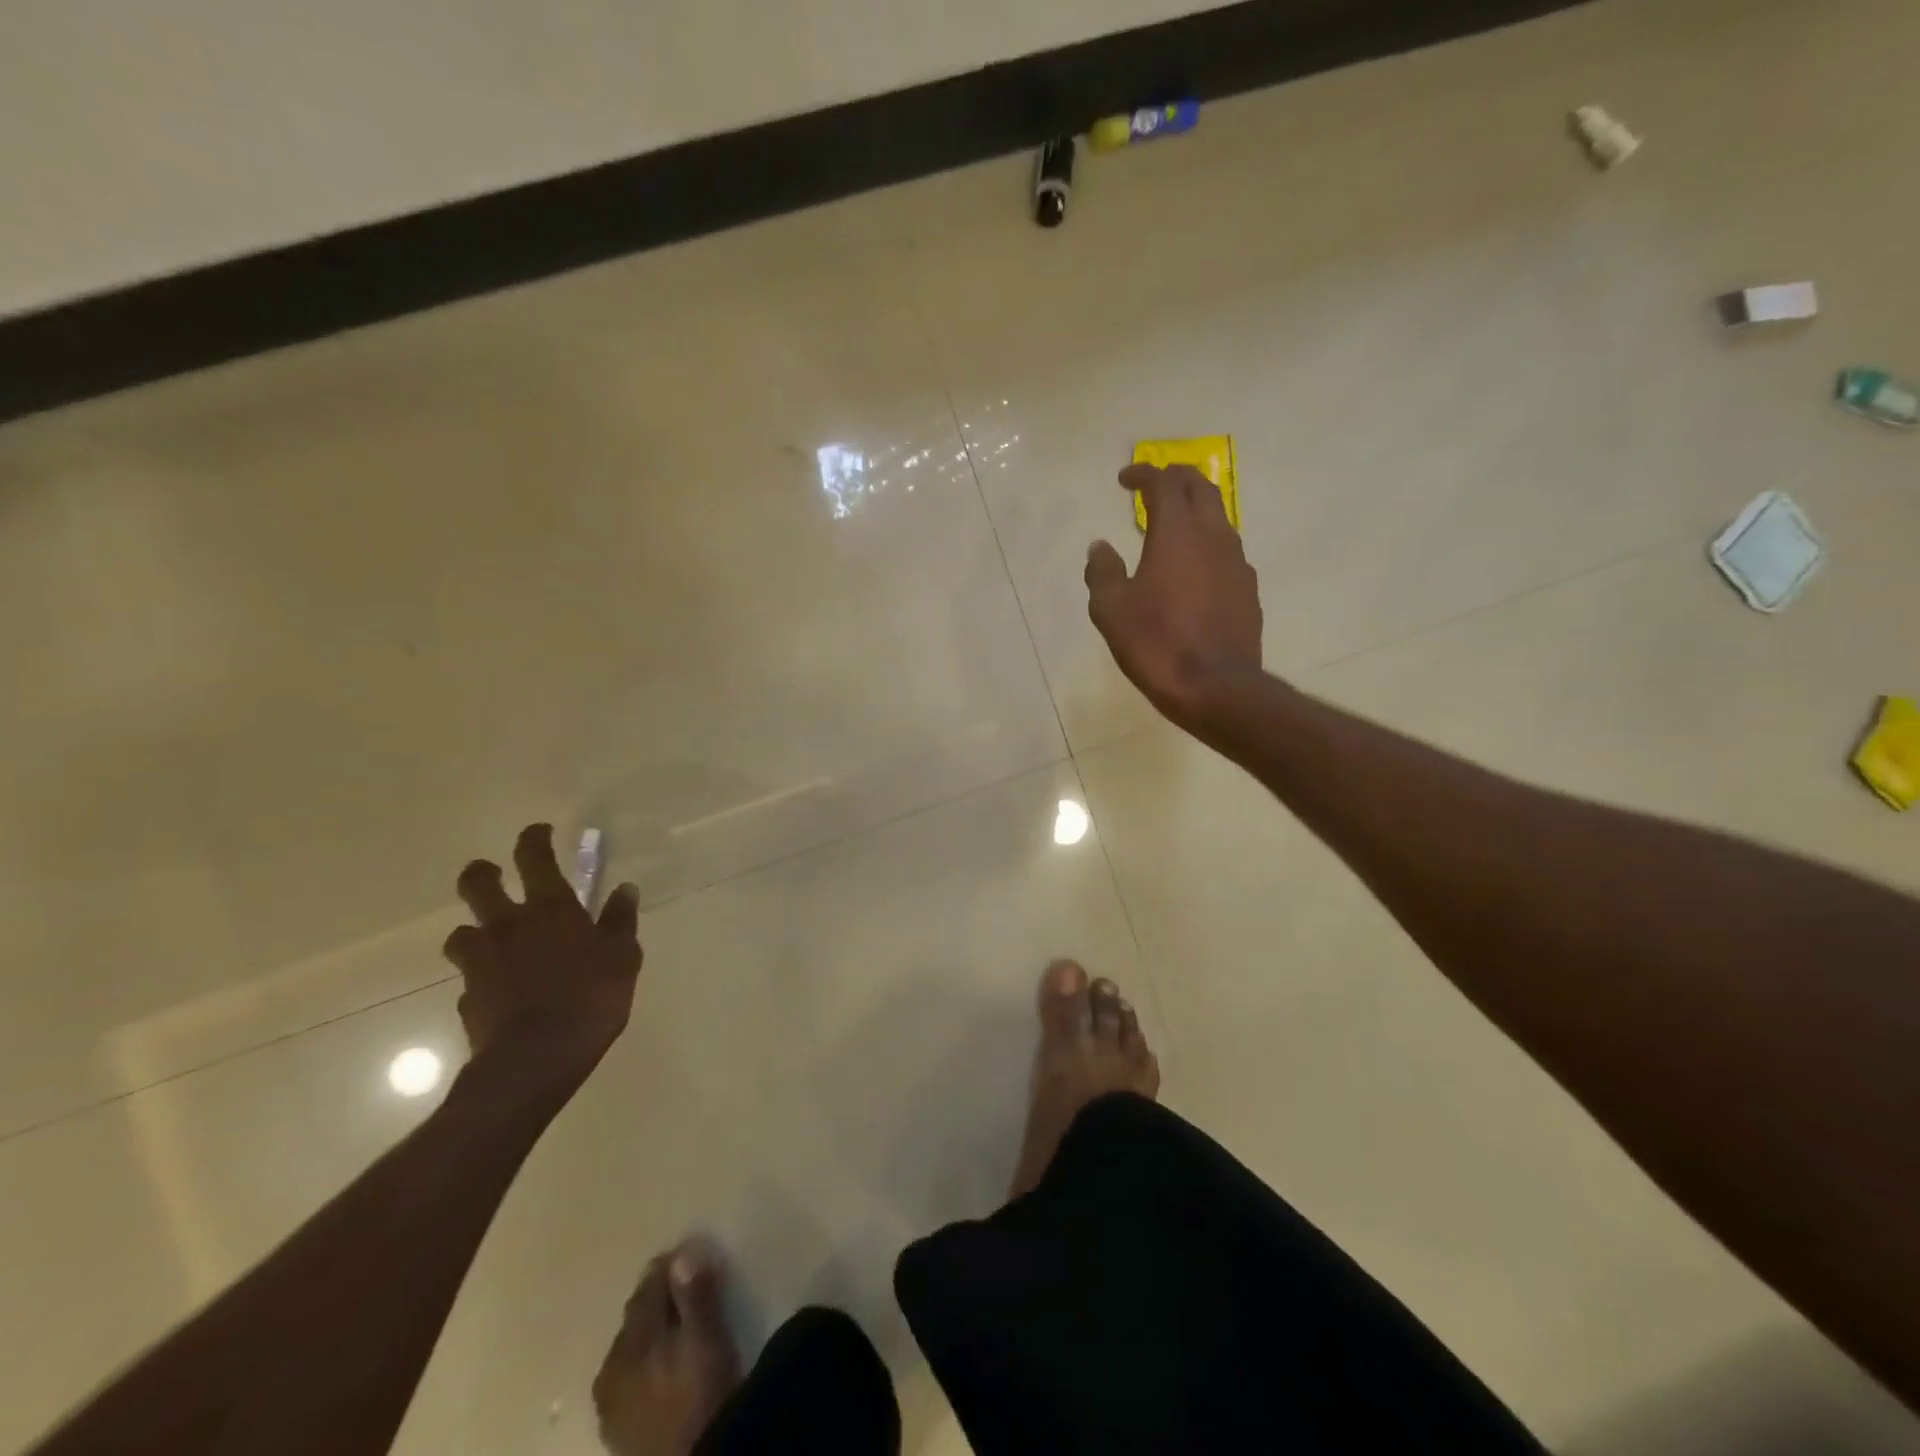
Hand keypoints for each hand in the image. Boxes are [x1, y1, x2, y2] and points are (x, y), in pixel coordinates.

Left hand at [443, 824, 641, 1086]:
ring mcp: (481, 963)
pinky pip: (469, 980)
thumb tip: (625, 889)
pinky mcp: (466, 1000)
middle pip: (477, 884)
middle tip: (494, 876)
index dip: (534, 838)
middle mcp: (508, 926)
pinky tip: (499, 992)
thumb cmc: (590, 997)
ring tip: (493, 942)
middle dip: (483, 873)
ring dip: (475, 931)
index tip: (541, 832)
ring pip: (461, 933)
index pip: (533, 857)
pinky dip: (481, 979)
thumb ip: (620, 921)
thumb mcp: (622, 956)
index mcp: (549, 909)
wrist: (535, 1060)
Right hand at [1085, 463, 1263, 730]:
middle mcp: (1214, 536)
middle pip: (1201, 488)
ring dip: (1194, 511)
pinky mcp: (1247, 590)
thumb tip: (1099, 547)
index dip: (1143, 474)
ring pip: (1218, 518)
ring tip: (1171, 527)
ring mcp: (1237, 563)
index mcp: (1177, 533)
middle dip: (1175, 479)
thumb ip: (1102, 572)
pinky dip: (1206, 545)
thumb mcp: (1111, 610)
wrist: (1216, 688)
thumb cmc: (1156, 644)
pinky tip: (1193, 570)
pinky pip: (1226, 552)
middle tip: (1153, 487)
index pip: (1164, 484)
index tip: (1125, 479)